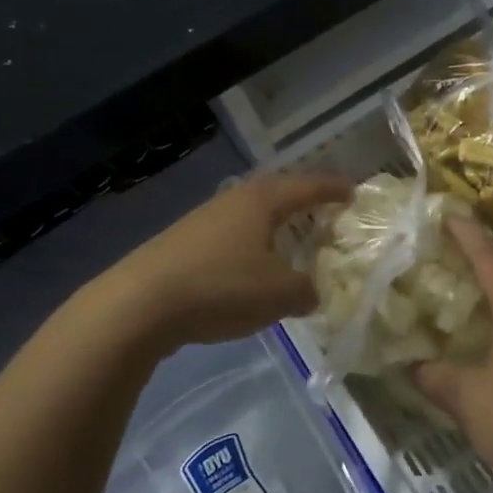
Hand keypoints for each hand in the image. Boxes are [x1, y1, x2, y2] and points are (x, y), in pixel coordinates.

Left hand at [103, 172, 350, 350]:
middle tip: (323, 211)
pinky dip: (249, 246)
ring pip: (249, 215)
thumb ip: (306, 290)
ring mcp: (202, 220)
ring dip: (273, 226)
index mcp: (263, 201)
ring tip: (289, 241)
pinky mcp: (181, 244)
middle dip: (302, 201)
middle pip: (276, 193)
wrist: (139, 305)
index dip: (333, 189)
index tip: (353, 191)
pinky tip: (249, 268)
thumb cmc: (222, 287)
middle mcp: (233, 201)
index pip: (308, 187)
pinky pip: (229, 237)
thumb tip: (311, 292)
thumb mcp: (280, 294)